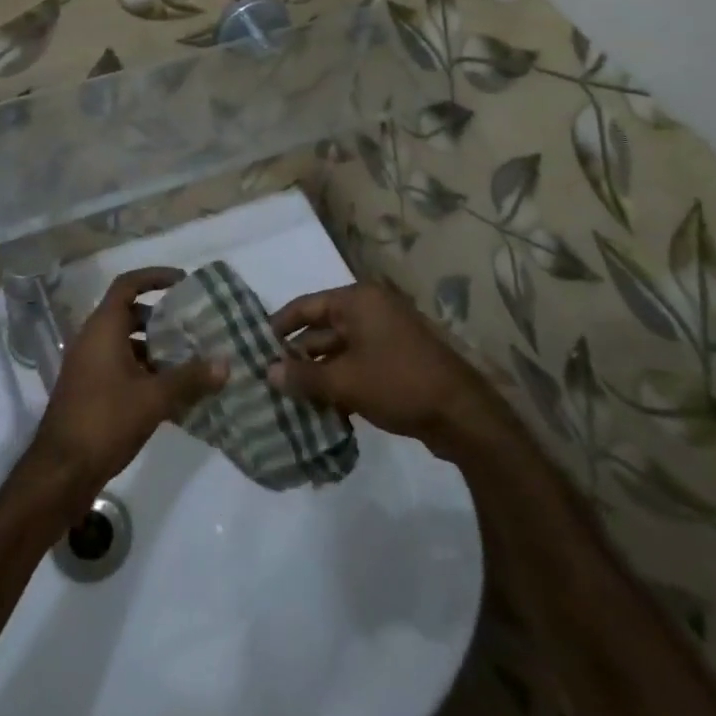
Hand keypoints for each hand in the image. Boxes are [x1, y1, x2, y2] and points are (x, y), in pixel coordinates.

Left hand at [32, 268, 226, 495]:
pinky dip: (144, 370)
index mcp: (103, 328)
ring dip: (155, 347)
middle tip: (193, 325)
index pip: (128, 285)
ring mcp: (88, 366)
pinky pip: (120, 366)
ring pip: (126, 343)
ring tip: (190, 359)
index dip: (155, 277)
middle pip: (130, 314)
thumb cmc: (105, 420)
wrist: (60, 472)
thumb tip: (226, 363)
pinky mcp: (89, 390)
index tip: (183, 281)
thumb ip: (191, 378)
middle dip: (161, 318)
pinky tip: (171, 391)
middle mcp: (92, 339)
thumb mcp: (154, 398)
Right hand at [268, 282, 499, 455]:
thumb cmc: (398, 383)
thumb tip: (269, 373)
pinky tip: (322, 409)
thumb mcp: (345, 381)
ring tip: (289, 400)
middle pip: (322, 328)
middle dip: (297, 356)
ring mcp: (385, 335)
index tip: (254, 347)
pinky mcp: (396, 360)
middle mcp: (370, 310)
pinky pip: (357, 364)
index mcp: (357, 300)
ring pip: (339, 350)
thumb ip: (304, 377)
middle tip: (269, 380)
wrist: (461, 414)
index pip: (305, 306)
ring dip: (317, 374)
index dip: (278, 326)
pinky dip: (339, 382)